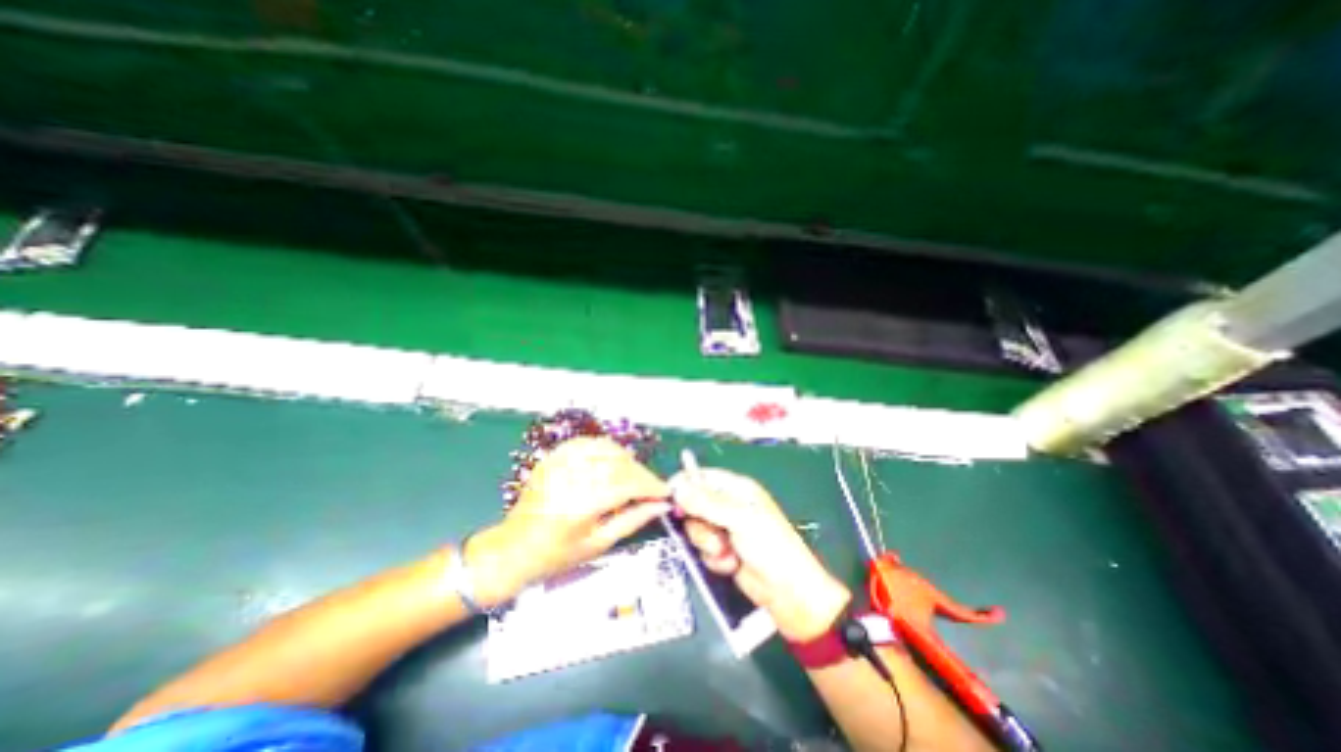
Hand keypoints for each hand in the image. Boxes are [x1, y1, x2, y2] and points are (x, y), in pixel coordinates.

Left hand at [468, 440, 670, 605]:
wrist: (513, 548)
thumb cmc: (557, 556)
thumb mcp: (599, 544)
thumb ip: (633, 520)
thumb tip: (662, 505)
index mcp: (581, 505)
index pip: (628, 484)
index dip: (651, 486)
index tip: (665, 492)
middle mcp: (571, 477)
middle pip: (620, 463)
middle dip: (642, 474)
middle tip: (652, 488)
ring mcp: (560, 463)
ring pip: (607, 448)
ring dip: (627, 459)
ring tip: (633, 477)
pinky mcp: (553, 456)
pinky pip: (588, 442)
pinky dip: (606, 449)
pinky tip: (612, 462)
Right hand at [667, 471, 847, 640]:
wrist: (788, 592)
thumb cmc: (770, 546)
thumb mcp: (739, 519)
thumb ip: (706, 503)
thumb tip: (678, 487)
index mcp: (736, 489)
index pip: (702, 477)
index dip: (685, 485)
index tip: (671, 498)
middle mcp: (728, 505)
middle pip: (694, 505)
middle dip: (699, 523)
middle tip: (712, 533)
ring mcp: (724, 529)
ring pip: (696, 529)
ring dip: (708, 544)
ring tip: (726, 551)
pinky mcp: (722, 551)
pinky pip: (703, 549)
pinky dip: (714, 559)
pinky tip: (731, 564)